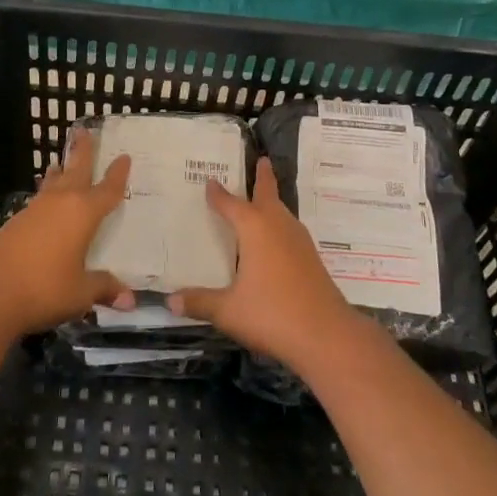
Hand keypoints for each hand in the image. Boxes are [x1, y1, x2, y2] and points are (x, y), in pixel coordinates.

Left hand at [0, 128, 133, 335]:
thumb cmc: (45, 288)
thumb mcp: (81, 293)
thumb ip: (103, 288)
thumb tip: (129, 299)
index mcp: (83, 213)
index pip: (107, 190)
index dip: (117, 174)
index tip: (124, 156)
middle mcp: (60, 203)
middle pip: (75, 170)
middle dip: (82, 152)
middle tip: (84, 131)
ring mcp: (34, 210)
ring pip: (51, 183)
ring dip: (58, 172)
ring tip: (59, 163)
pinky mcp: (14, 223)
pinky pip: (37, 201)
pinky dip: (44, 195)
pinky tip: (42, 205)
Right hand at [167, 158, 364, 368]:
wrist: (326, 335)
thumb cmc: (272, 314)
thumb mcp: (228, 311)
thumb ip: (199, 302)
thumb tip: (169, 300)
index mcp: (255, 228)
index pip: (231, 204)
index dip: (218, 194)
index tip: (210, 180)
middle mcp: (278, 226)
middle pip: (269, 194)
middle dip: (263, 177)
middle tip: (261, 160)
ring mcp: (299, 242)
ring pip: (283, 212)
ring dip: (273, 202)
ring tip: (263, 201)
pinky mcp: (311, 259)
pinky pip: (290, 231)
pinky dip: (280, 225)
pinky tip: (275, 242)